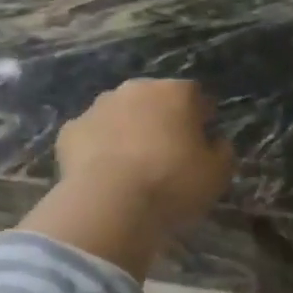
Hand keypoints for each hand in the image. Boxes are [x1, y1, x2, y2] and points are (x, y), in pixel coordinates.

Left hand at [57, 78, 233, 231]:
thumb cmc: (173, 183)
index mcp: (175, 92)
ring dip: (127, 130)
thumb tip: (216, 142)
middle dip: (160, 119)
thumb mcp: (217, 174)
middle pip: (154, 100)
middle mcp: (136, 89)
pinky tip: (102, 174)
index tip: (203, 139)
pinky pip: (91, 136)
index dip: (201, 116)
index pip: (196, 96)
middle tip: (166, 153)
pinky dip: (97, 149)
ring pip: (119, 114)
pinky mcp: (70, 131)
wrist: (110, 203)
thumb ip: (222, 152)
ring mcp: (98, 107)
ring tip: (132, 166)